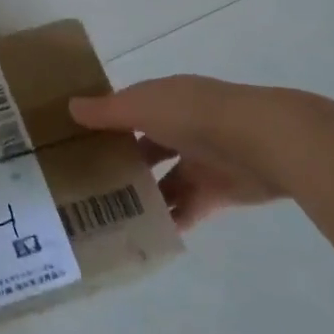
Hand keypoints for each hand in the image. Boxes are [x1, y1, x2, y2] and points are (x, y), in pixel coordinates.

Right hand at [70, 77, 288, 231]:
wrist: (263, 142)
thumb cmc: (193, 115)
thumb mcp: (141, 107)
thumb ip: (107, 111)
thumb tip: (71, 106)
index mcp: (163, 100)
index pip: (127, 109)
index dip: (104, 123)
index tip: (74, 143)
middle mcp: (180, 126)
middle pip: (144, 146)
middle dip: (121, 163)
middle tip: (85, 185)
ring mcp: (200, 159)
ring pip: (164, 180)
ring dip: (143, 195)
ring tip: (107, 215)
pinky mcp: (216, 191)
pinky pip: (187, 208)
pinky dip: (170, 219)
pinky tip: (143, 233)